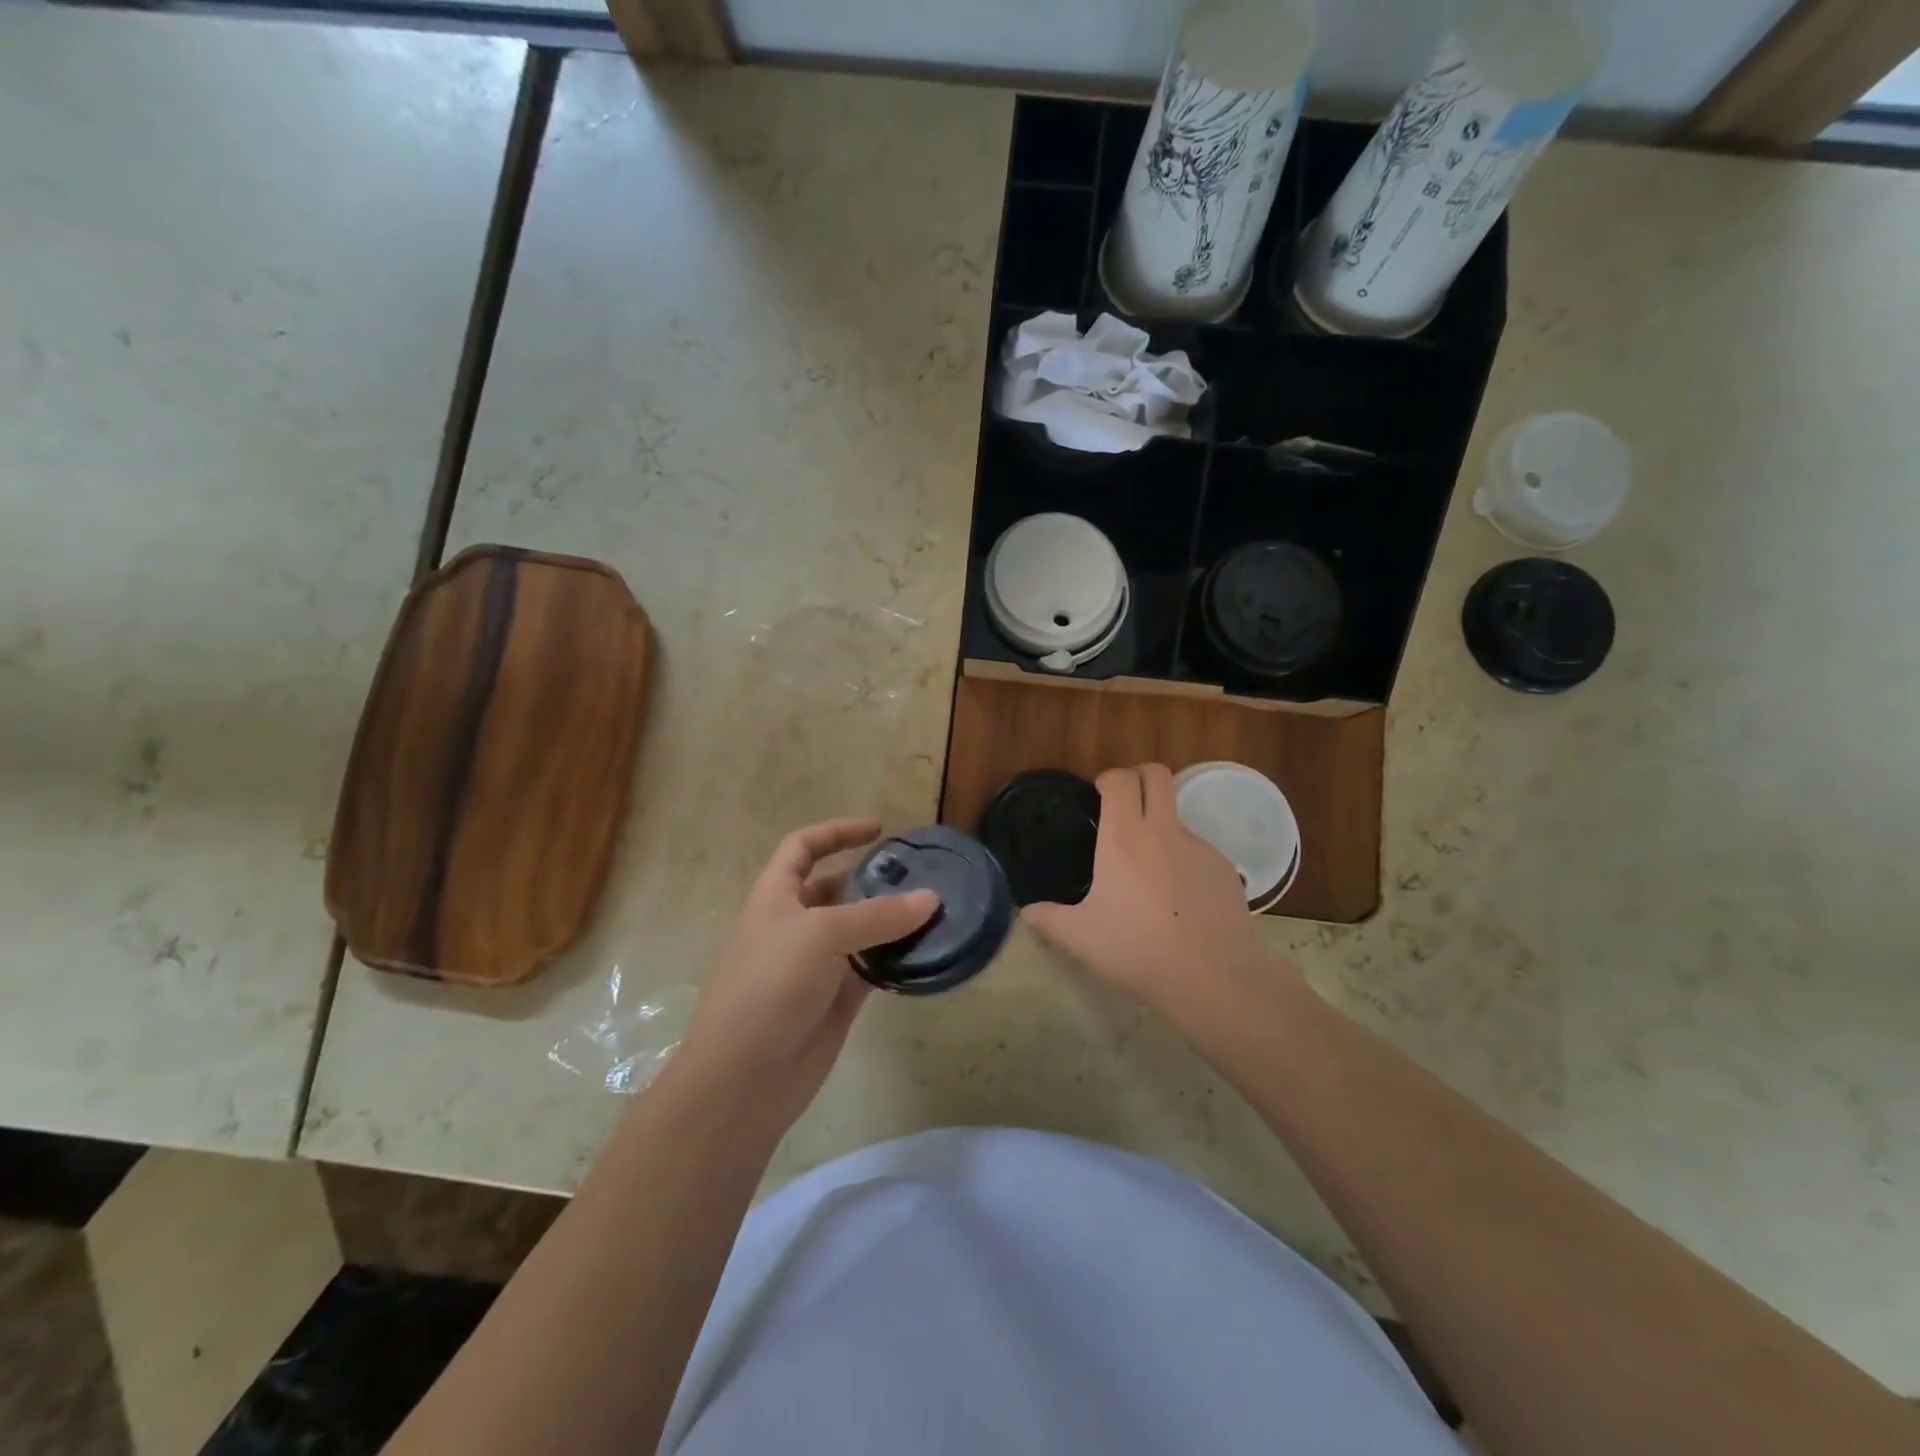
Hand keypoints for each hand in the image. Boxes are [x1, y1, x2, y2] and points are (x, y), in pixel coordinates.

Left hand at [675, 818, 937, 1131]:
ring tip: (935, 909)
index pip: (804, 847)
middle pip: (837, 888)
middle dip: (874, 878)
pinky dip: (896, 958)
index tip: (879, 829)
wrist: (744, 1078)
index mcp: (777, 896)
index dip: (837, 832)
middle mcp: (796, 924)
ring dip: (892, 919)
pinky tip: (926, 951)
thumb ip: (878, 915)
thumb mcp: (821, 935)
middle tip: (921, 874)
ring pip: (860, 930)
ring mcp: (817, 964)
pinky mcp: (836, 999)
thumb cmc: (770, 986)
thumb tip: (931, 898)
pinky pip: (872, 967)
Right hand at [1024, 765, 1275, 1009]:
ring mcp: (1199, 847)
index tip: (1098, 796)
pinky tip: (1179, 900)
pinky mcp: (1225, 868)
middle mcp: (1163, 831)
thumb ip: (1049, 919)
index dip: (1109, 778)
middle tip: (1125, 806)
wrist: (1212, 976)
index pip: (1121, 779)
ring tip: (1150, 872)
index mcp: (1123, 837)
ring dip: (1161, 826)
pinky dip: (1184, 862)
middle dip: (1140, 777)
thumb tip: (1027, 911)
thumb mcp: (1080, 938)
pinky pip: (1198, 851)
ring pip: (1178, 815)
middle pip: (1157, 774)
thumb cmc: (1137, 949)